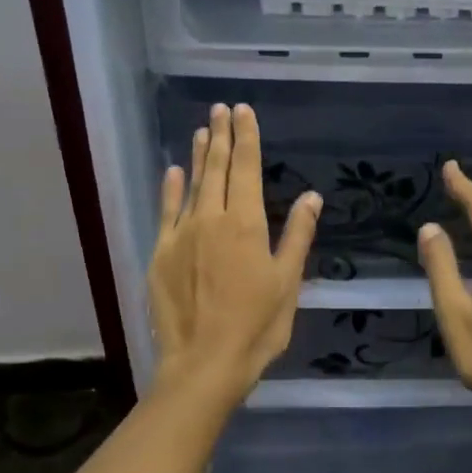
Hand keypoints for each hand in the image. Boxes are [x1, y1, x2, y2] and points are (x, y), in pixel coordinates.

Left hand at [149, 103, 320, 404]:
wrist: (203, 363)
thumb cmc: (256, 326)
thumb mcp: (287, 282)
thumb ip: (297, 235)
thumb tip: (311, 196)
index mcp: (245, 224)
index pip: (247, 168)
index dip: (246, 137)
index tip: (243, 111)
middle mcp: (211, 218)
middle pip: (218, 168)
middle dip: (222, 136)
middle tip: (220, 109)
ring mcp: (181, 235)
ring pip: (192, 185)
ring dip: (199, 156)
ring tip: (202, 131)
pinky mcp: (160, 254)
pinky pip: (166, 211)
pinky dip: (171, 189)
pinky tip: (174, 172)